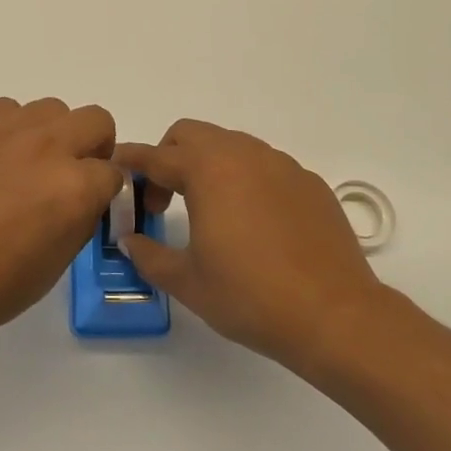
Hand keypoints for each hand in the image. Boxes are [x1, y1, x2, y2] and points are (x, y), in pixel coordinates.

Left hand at [0, 98, 123, 345]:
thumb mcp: (57, 263)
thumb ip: (82, 218)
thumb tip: (88, 195)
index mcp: (74, 186)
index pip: (114, 171)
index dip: (104, 190)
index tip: (89, 202)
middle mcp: (46, 146)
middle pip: (95, 120)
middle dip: (92, 147)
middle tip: (67, 174)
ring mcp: (3, 128)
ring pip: (49, 109)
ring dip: (49, 134)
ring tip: (21, 166)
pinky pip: (3, 109)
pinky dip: (6, 129)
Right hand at [116, 120, 386, 368]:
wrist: (336, 316)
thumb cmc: (251, 297)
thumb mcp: (187, 282)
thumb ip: (149, 255)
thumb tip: (129, 240)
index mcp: (207, 170)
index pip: (156, 156)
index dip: (130, 162)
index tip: (114, 167)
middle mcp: (243, 155)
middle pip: (191, 135)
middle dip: (168, 156)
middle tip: (163, 200)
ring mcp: (281, 165)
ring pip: (230, 146)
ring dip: (207, 165)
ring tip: (207, 210)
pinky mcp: (309, 183)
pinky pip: (264, 166)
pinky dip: (244, 179)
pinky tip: (251, 222)